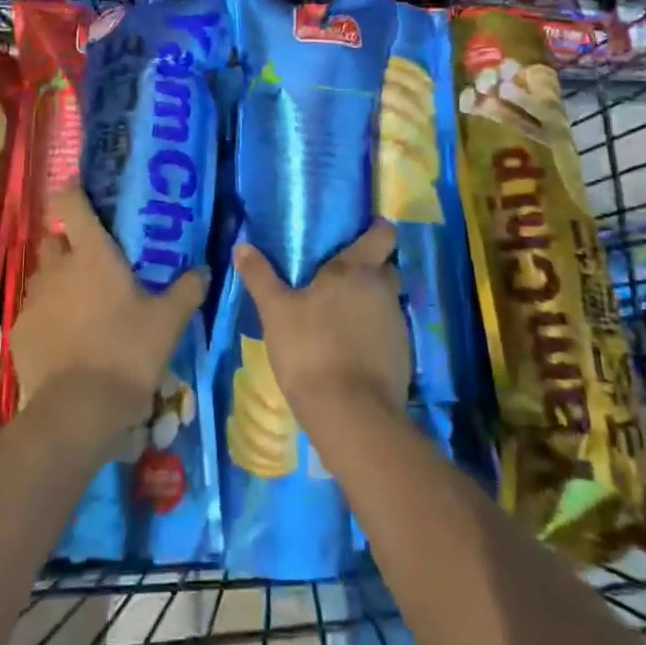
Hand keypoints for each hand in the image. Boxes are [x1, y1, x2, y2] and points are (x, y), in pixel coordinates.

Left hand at [12, 187, 207, 447]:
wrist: (79, 410)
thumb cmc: (128, 352)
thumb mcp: (169, 321)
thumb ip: (188, 289)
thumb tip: (205, 269)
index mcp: (92, 254)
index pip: (70, 203)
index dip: (73, 190)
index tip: (80, 187)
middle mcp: (57, 268)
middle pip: (54, 240)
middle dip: (69, 243)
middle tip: (94, 260)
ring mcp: (34, 300)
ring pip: (44, 276)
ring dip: (60, 281)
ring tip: (83, 304)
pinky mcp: (20, 332)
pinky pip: (35, 311)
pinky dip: (49, 316)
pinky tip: (68, 338)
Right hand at [233, 220, 409, 419]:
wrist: (350, 414)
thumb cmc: (310, 349)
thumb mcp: (275, 311)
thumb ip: (260, 276)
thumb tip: (242, 246)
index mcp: (357, 269)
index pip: (383, 233)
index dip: (374, 230)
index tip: (357, 233)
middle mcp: (384, 290)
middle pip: (385, 267)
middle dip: (368, 268)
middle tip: (337, 277)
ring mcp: (398, 324)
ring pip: (386, 301)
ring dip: (369, 303)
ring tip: (339, 316)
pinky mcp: (403, 355)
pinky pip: (388, 332)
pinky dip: (373, 334)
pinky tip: (349, 348)